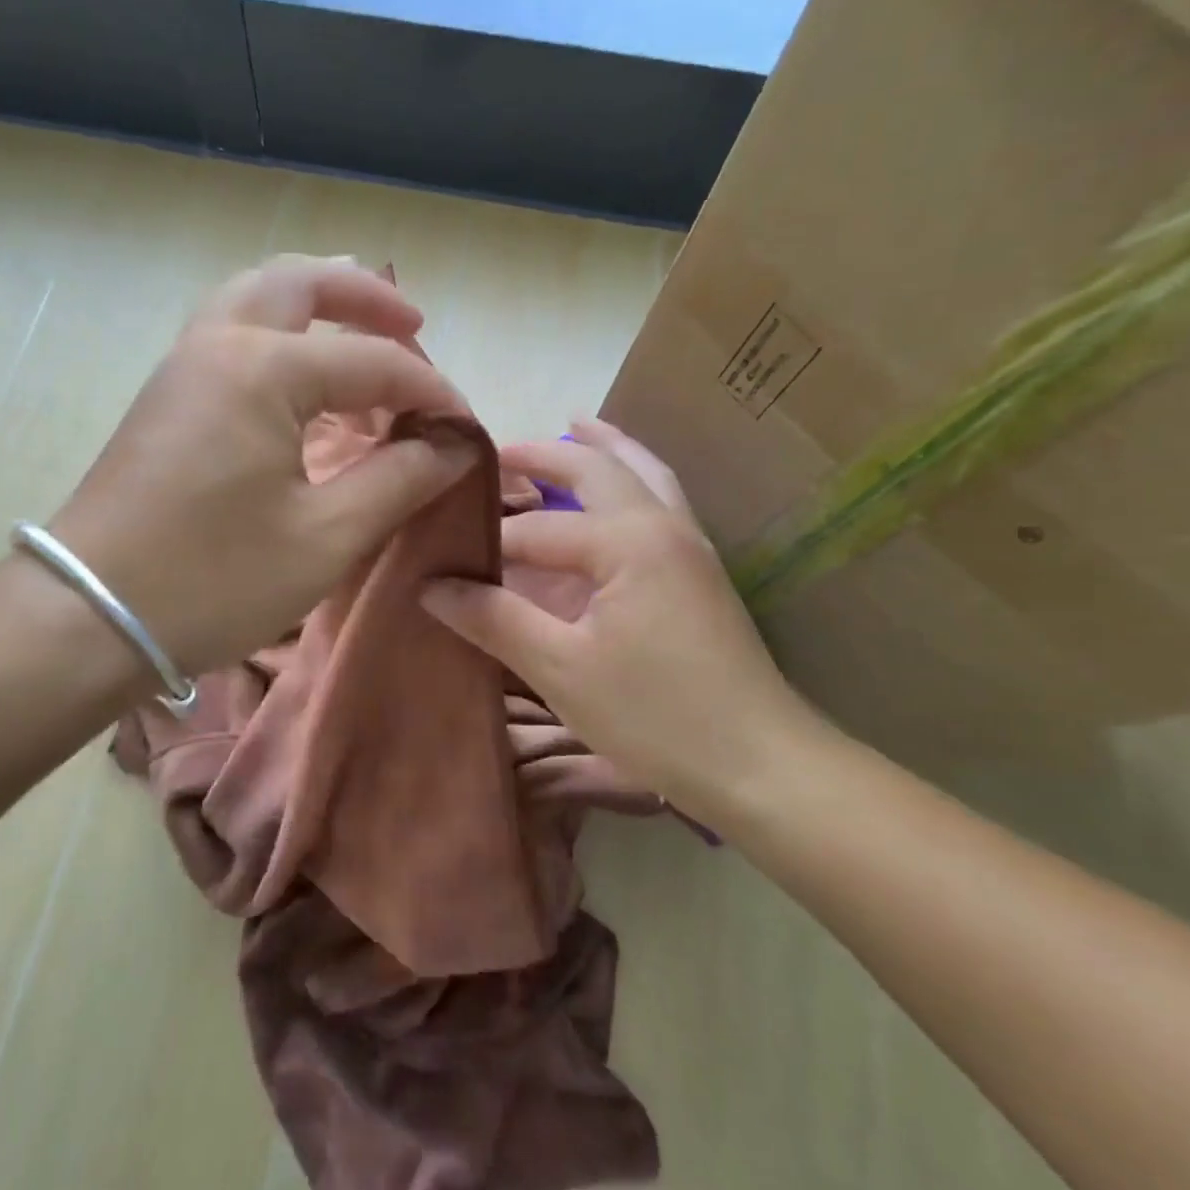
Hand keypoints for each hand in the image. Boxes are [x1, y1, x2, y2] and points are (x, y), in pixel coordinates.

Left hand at [50, 255, 476, 680]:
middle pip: (299, 282)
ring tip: (362, 336)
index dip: (431, 393)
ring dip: (315, 305)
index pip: (373, 362)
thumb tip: (455, 446)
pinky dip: (280, 337)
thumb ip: (399, 480)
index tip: (467, 430)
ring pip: (255, 298)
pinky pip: (232, 336)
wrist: (88, 617)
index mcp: (262, 369)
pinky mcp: (166, 399)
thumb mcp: (325, 537)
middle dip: (365, 296)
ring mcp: (182, 367)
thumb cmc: (212, 580)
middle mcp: (218, 345)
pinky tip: (305, 383)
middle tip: (414, 326)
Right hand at [421, 418, 826, 824]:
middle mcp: (663, 525)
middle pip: (600, 468)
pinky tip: (616, 494)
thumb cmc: (654, 716)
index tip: (439, 554)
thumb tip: (430, 585)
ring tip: (576, 426)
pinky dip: (631, 479)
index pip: (536, 529)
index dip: (485, 542)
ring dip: (604, 449)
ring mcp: (691, 545)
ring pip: (644, 474)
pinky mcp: (701, 571)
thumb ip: (494, 619)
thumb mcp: (560, 668)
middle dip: (548, 454)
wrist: (760, 764)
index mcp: (627, 541)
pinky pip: (660, 501)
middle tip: (500, 447)